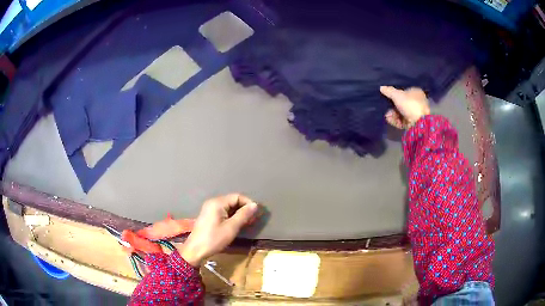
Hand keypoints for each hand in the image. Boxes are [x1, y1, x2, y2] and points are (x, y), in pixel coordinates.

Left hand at [180, 194, 258, 265]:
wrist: (195, 250)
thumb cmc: (214, 239)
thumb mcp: (231, 228)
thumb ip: (243, 215)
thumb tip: (255, 205)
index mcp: (217, 202)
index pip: (237, 196)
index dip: (248, 203)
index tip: (257, 214)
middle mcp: (213, 202)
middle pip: (232, 200)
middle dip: (244, 209)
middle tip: (253, 220)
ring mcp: (209, 209)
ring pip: (228, 207)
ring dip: (238, 213)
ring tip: (247, 223)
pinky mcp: (209, 216)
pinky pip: (223, 212)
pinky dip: (231, 216)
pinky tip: (236, 225)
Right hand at [380, 86, 429, 128]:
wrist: (419, 122)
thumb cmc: (410, 104)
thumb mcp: (397, 95)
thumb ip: (389, 91)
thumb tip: (382, 87)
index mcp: (417, 93)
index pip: (405, 91)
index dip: (396, 94)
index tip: (388, 96)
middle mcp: (418, 102)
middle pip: (402, 103)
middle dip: (393, 106)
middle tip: (386, 107)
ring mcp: (416, 114)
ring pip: (402, 113)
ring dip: (393, 114)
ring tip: (387, 115)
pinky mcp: (413, 124)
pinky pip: (403, 121)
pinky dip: (396, 120)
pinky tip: (389, 120)